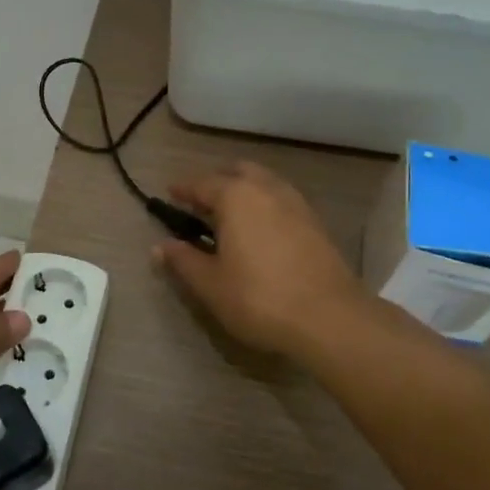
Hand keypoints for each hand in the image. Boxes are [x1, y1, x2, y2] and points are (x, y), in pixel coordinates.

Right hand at [154, 161, 373, 360]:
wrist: (330, 318)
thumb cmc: (259, 298)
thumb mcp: (210, 284)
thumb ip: (183, 261)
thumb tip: (160, 247)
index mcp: (235, 196)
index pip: (201, 183)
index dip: (183, 189)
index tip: (170, 194)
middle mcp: (266, 189)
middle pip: (237, 171)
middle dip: (218, 181)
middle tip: (202, 203)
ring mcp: (296, 203)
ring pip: (264, 182)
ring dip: (244, 190)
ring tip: (231, 216)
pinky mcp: (315, 222)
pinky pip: (282, 200)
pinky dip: (265, 204)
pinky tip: (260, 230)